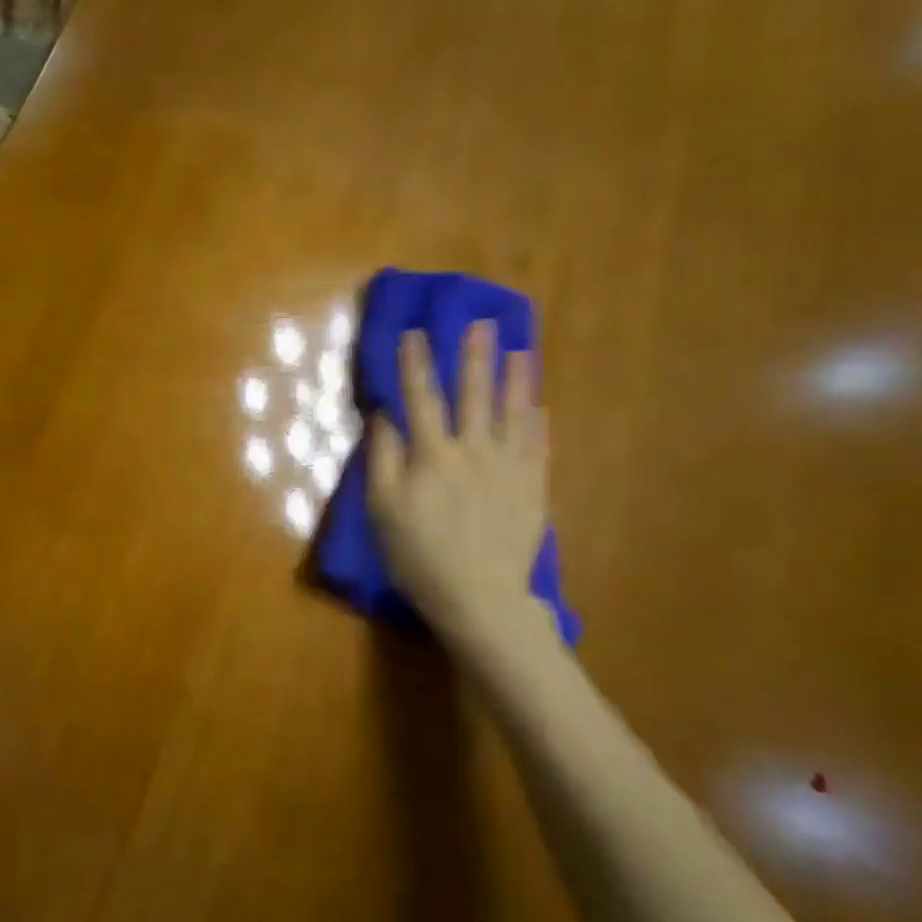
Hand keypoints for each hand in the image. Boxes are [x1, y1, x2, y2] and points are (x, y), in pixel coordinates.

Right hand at [367, 322, 552, 650]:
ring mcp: (509, 467)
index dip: (415, 365)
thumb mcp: (382, 510)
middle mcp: (474, 450)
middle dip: (475, 357)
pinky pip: (538, 445)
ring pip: (513, 413)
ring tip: (522, 350)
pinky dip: (537, 421)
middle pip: (474, 395)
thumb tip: (385, 416)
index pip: (421, 398)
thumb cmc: (419, 556)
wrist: (479, 597)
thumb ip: (383, 458)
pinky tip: (539, 405)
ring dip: (516, 379)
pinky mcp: (533, 487)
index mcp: (432, 455)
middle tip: (482, 324)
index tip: (415, 333)